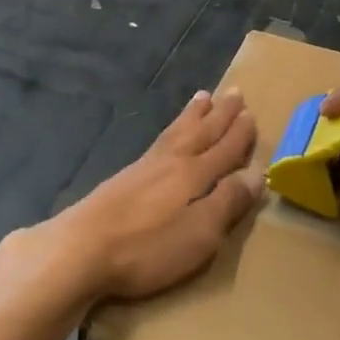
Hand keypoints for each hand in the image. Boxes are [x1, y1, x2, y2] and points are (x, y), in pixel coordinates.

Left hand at [46, 88, 261, 303]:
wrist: (83, 247)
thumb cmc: (149, 246)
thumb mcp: (200, 233)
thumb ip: (228, 201)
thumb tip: (256, 172)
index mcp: (195, 174)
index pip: (225, 150)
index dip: (240, 135)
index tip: (252, 114)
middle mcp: (173, 161)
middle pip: (202, 132)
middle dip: (221, 114)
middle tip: (235, 92)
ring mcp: (146, 166)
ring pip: (177, 131)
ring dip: (194, 115)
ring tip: (204, 97)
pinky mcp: (126, 176)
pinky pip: (159, 139)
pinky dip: (171, 129)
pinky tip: (168, 135)